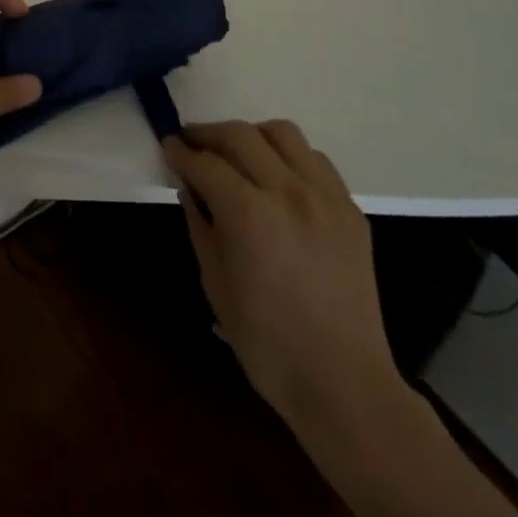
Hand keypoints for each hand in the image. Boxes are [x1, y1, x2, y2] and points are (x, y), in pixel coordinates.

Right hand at [163, 120, 403, 439]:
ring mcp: (325, 197)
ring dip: (251, 135)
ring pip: (282, 133)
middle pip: (240, 135)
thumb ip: (200, 224)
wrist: (344, 383)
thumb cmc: (266, 342)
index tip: (167, 146)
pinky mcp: (351, 209)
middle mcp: (288, 192)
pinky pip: (315, 160)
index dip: (180, 152)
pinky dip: (289, 156)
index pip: (205, 163)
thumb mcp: (215, 283)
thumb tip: (190, 187)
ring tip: (237, 154)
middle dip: (208, 134)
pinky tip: (277, 178)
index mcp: (249, 214)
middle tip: (190, 142)